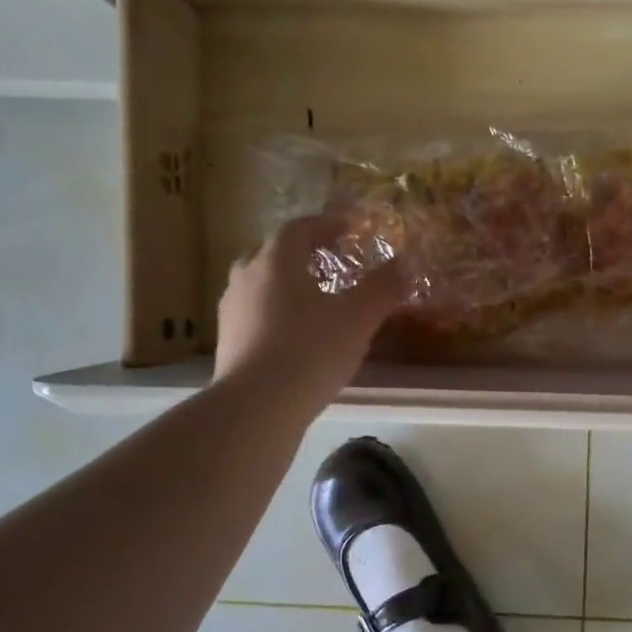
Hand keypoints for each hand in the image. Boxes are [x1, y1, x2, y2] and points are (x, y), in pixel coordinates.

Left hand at [214, 216, 404, 407]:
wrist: (257, 406)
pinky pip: (253, 314)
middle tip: (328, 262)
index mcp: (276, 261)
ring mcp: (231, 311)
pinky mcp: (227, 342)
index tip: (348, 229)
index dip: (325, 225)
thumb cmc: (311, 351)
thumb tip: (405, 264)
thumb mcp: (358, 318)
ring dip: (284, 284)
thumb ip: (382, 288)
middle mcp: (246, 277)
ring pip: (258, 284)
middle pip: (272, 252)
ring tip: (312, 300)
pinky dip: (274, 314)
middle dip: (300, 253)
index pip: (298, 228)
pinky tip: (294, 336)